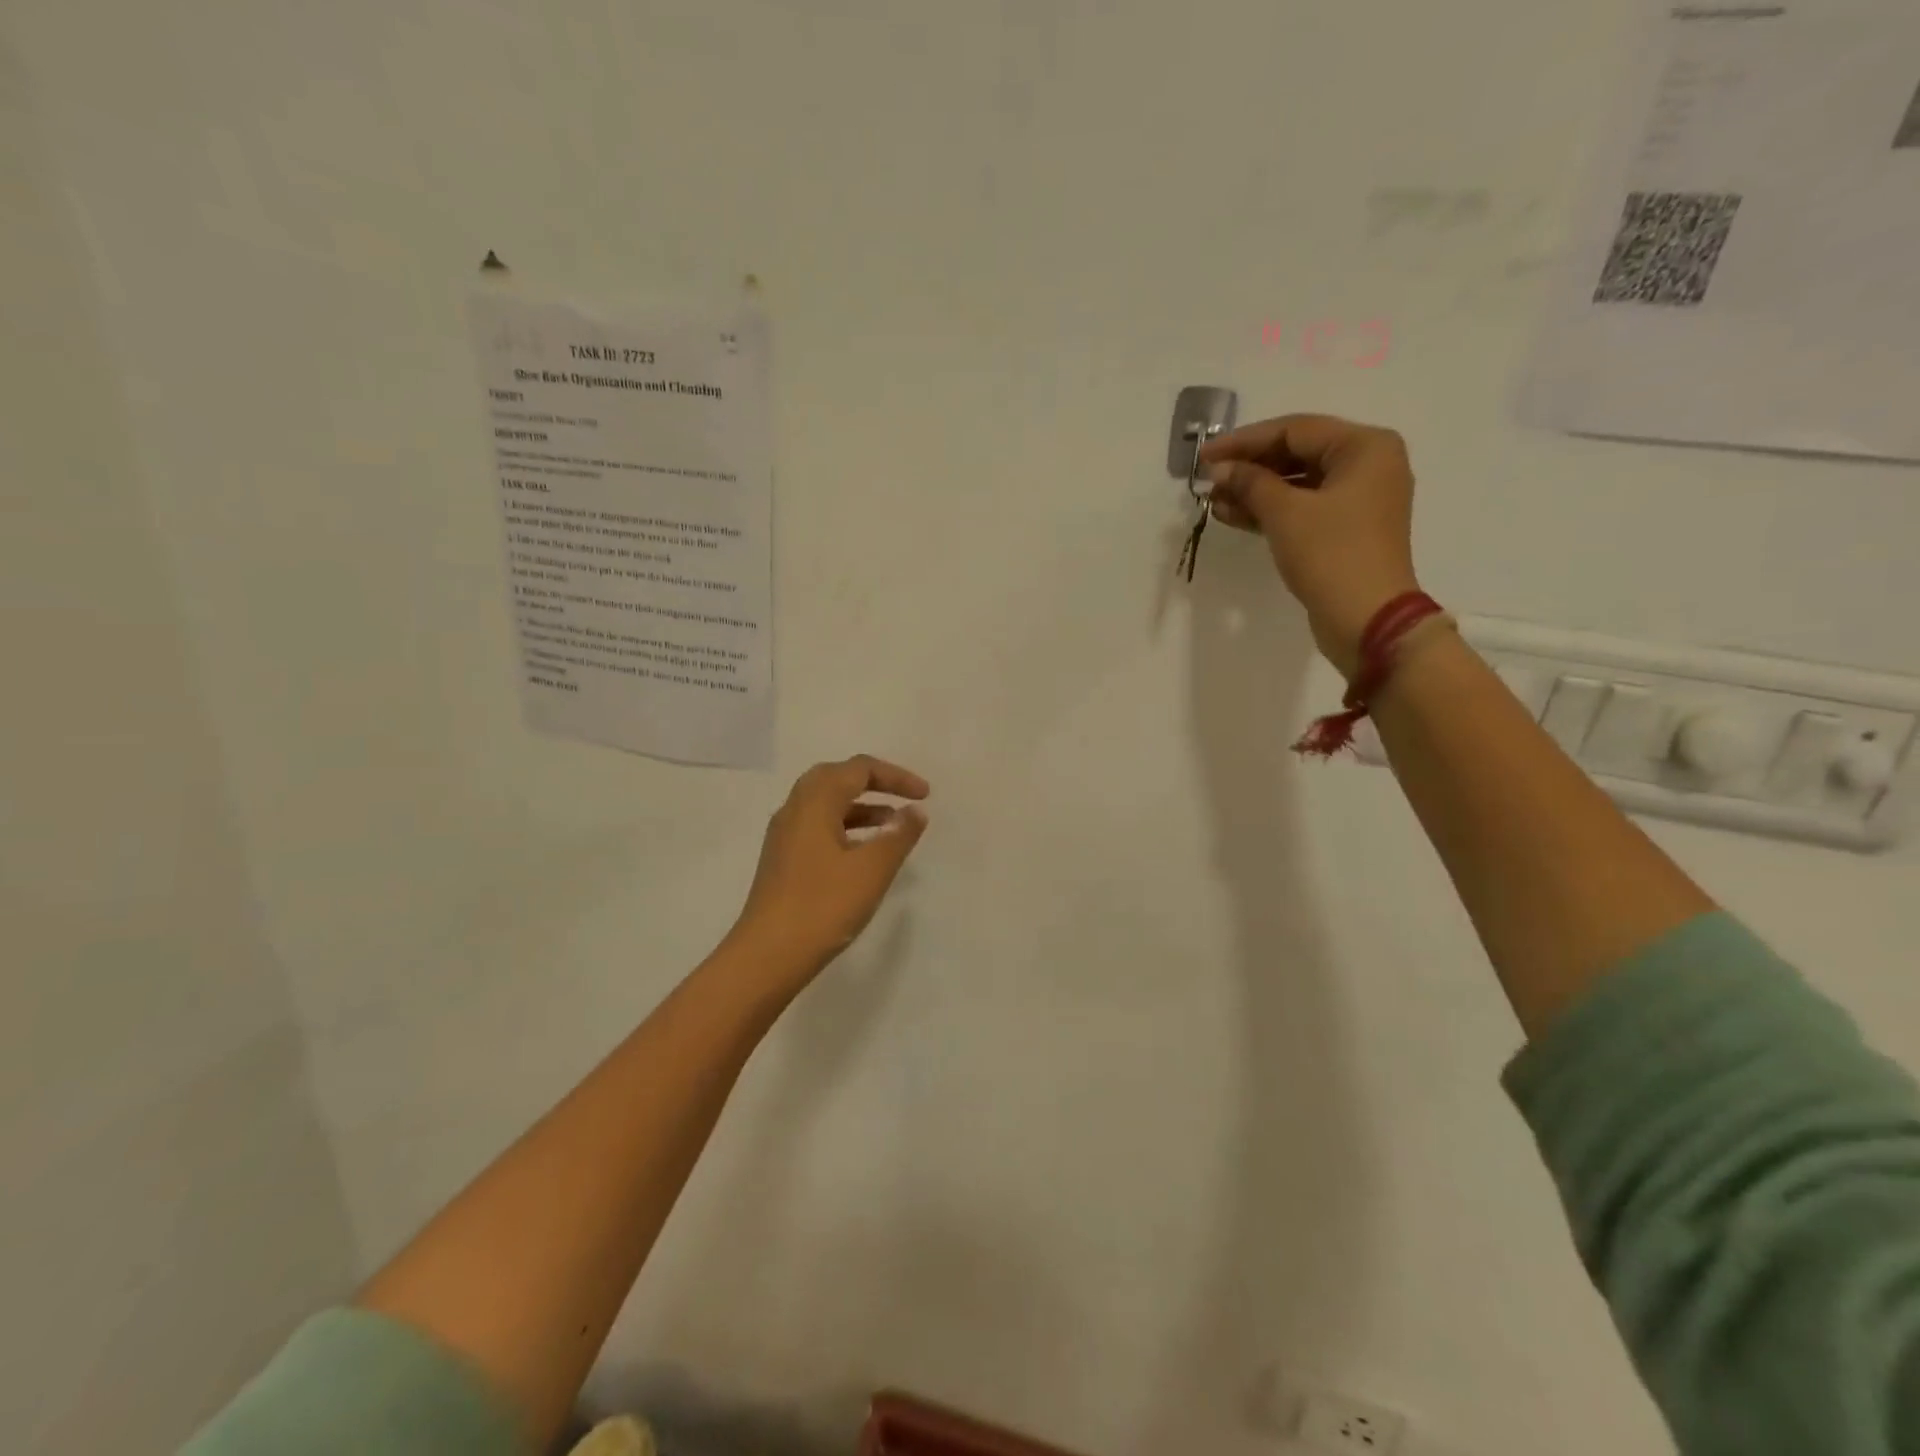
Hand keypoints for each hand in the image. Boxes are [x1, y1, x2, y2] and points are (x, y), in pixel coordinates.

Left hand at [728, 755, 929, 984]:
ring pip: (826, 804)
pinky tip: (864, 853)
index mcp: (815, 802)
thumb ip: (898, 835)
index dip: (895, 776)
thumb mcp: (872, 870)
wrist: (768, 956)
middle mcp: (795, 810)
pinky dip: (846, 827)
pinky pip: (818, 827)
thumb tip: (915, 811)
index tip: (925, 795)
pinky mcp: (783, 860)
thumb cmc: (823, 906)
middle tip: (904, 799)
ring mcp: (784, 836)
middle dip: (874, 783)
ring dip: (861, 807)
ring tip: (893, 826)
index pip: (858, 769)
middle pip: (836, 777)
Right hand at [1200, 413, 1419, 677]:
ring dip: (1254, 491)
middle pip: (1297, 454)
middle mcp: (1368, 465)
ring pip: (1297, 484)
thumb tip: (1221, 470)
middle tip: (1208, 480)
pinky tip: (1232, 515)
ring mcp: (1358, 500)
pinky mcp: (1345, 530)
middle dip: (1249, 467)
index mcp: (1365, 447)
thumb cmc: (1331, 555)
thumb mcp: (1285, 513)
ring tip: (1214, 501)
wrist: (1366, 619)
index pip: (1295, 430)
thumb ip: (1250, 483)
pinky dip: (1270, 511)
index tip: (1205, 456)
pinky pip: (1302, 508)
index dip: (1245, 441)